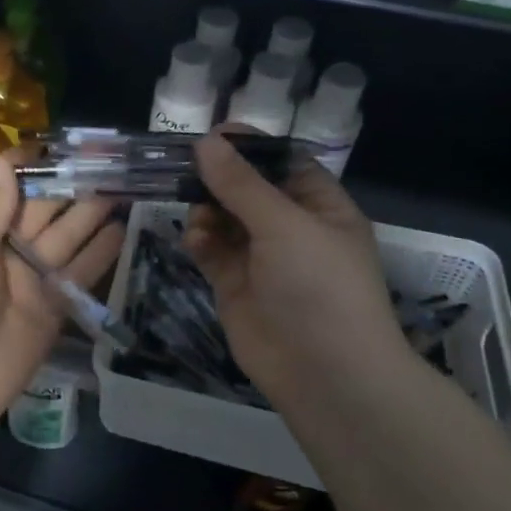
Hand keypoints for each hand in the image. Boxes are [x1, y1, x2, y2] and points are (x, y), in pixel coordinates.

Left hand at [0, 155, 122, 444]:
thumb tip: (1, 157)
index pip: (2, 187)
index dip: (32, 167)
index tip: (67, 145)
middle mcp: (0, 248)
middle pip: (41, 209)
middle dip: (72, 186)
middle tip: (112, 159)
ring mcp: (28, 279)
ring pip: (65, 237)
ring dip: (92, 214)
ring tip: (126, 185)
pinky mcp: (51, 310)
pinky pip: (77, 275)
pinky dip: (100, 255)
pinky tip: (123, 229)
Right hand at [184, 132, 408, 409]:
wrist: (325, 374)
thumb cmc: (319, 287)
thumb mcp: (284, 225)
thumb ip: (241, 184)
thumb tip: (205, 142)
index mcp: (320, 206)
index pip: (282, 163)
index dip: (250, 148)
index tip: (212, 135)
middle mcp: (291, 228)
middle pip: (247, 188)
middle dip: (218, 178)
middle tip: (185, 168)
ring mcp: (261, 258)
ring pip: (223, 218)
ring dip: (206, 210)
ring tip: (198, 216)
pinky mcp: (235, 284)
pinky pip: (211, 250)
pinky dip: (200, 241)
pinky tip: (195, 241)